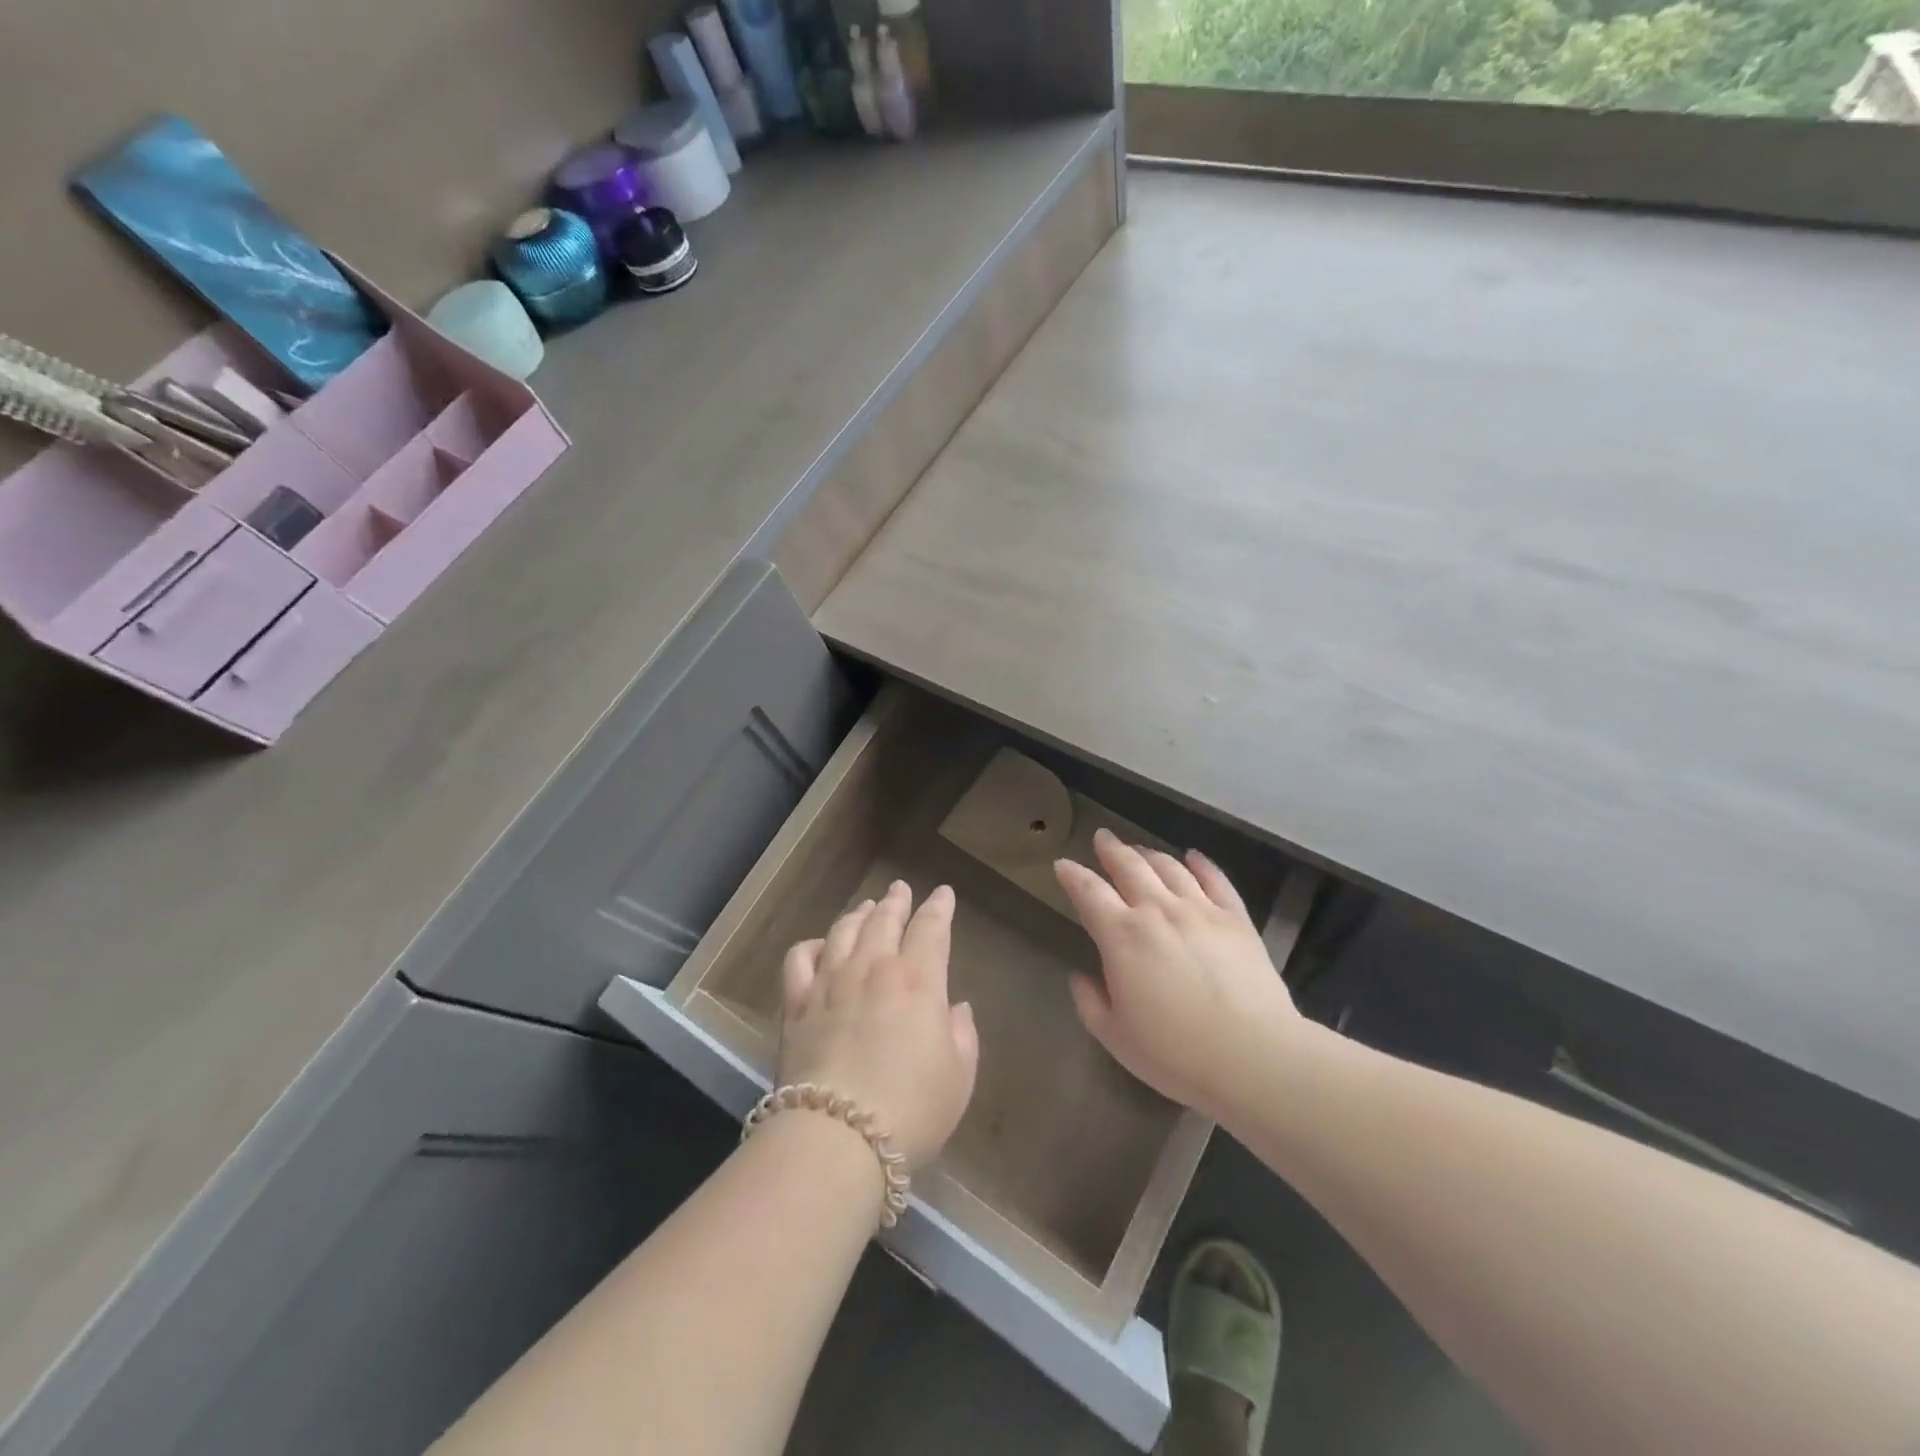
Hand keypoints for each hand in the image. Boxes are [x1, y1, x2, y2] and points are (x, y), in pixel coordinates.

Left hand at [778, 880, 979, 1169]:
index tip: (943, 894)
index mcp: (919, 980)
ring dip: (859, 914)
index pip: (931, 928)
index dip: (939, 907)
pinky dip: (812, 945)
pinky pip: (800, 959)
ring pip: (844, 931)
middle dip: (897, 900)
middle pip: (885, 919)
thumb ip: (962, 1033)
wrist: (837, 1138)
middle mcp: (874, 969)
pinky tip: (821, 946)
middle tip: (901, 888)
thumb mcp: (959, 1075)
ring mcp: (830, 982)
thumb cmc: (912, 1110)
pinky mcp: (796, 1004)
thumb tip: (954, 1007)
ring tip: (866, 907)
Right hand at [1055, 829, 1304, 1119]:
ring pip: (1169, 867)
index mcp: (1122, 936)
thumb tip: (1080, 977)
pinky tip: (1193, 857)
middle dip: (1111, 849)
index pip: (1089, 892)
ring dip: (1149, 854)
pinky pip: (1215, 879)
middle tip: (1102, 838)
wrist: (1254, 1056)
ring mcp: (1200, 910)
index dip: (1072, 875)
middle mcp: (1158, 911)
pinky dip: (1201, 863)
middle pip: (1129, 866)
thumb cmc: (1176, 1053)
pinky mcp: (1236, 918)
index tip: (1062, 864)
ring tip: (1139, 850)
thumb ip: (1090, 1003)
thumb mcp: (1116, 1036)